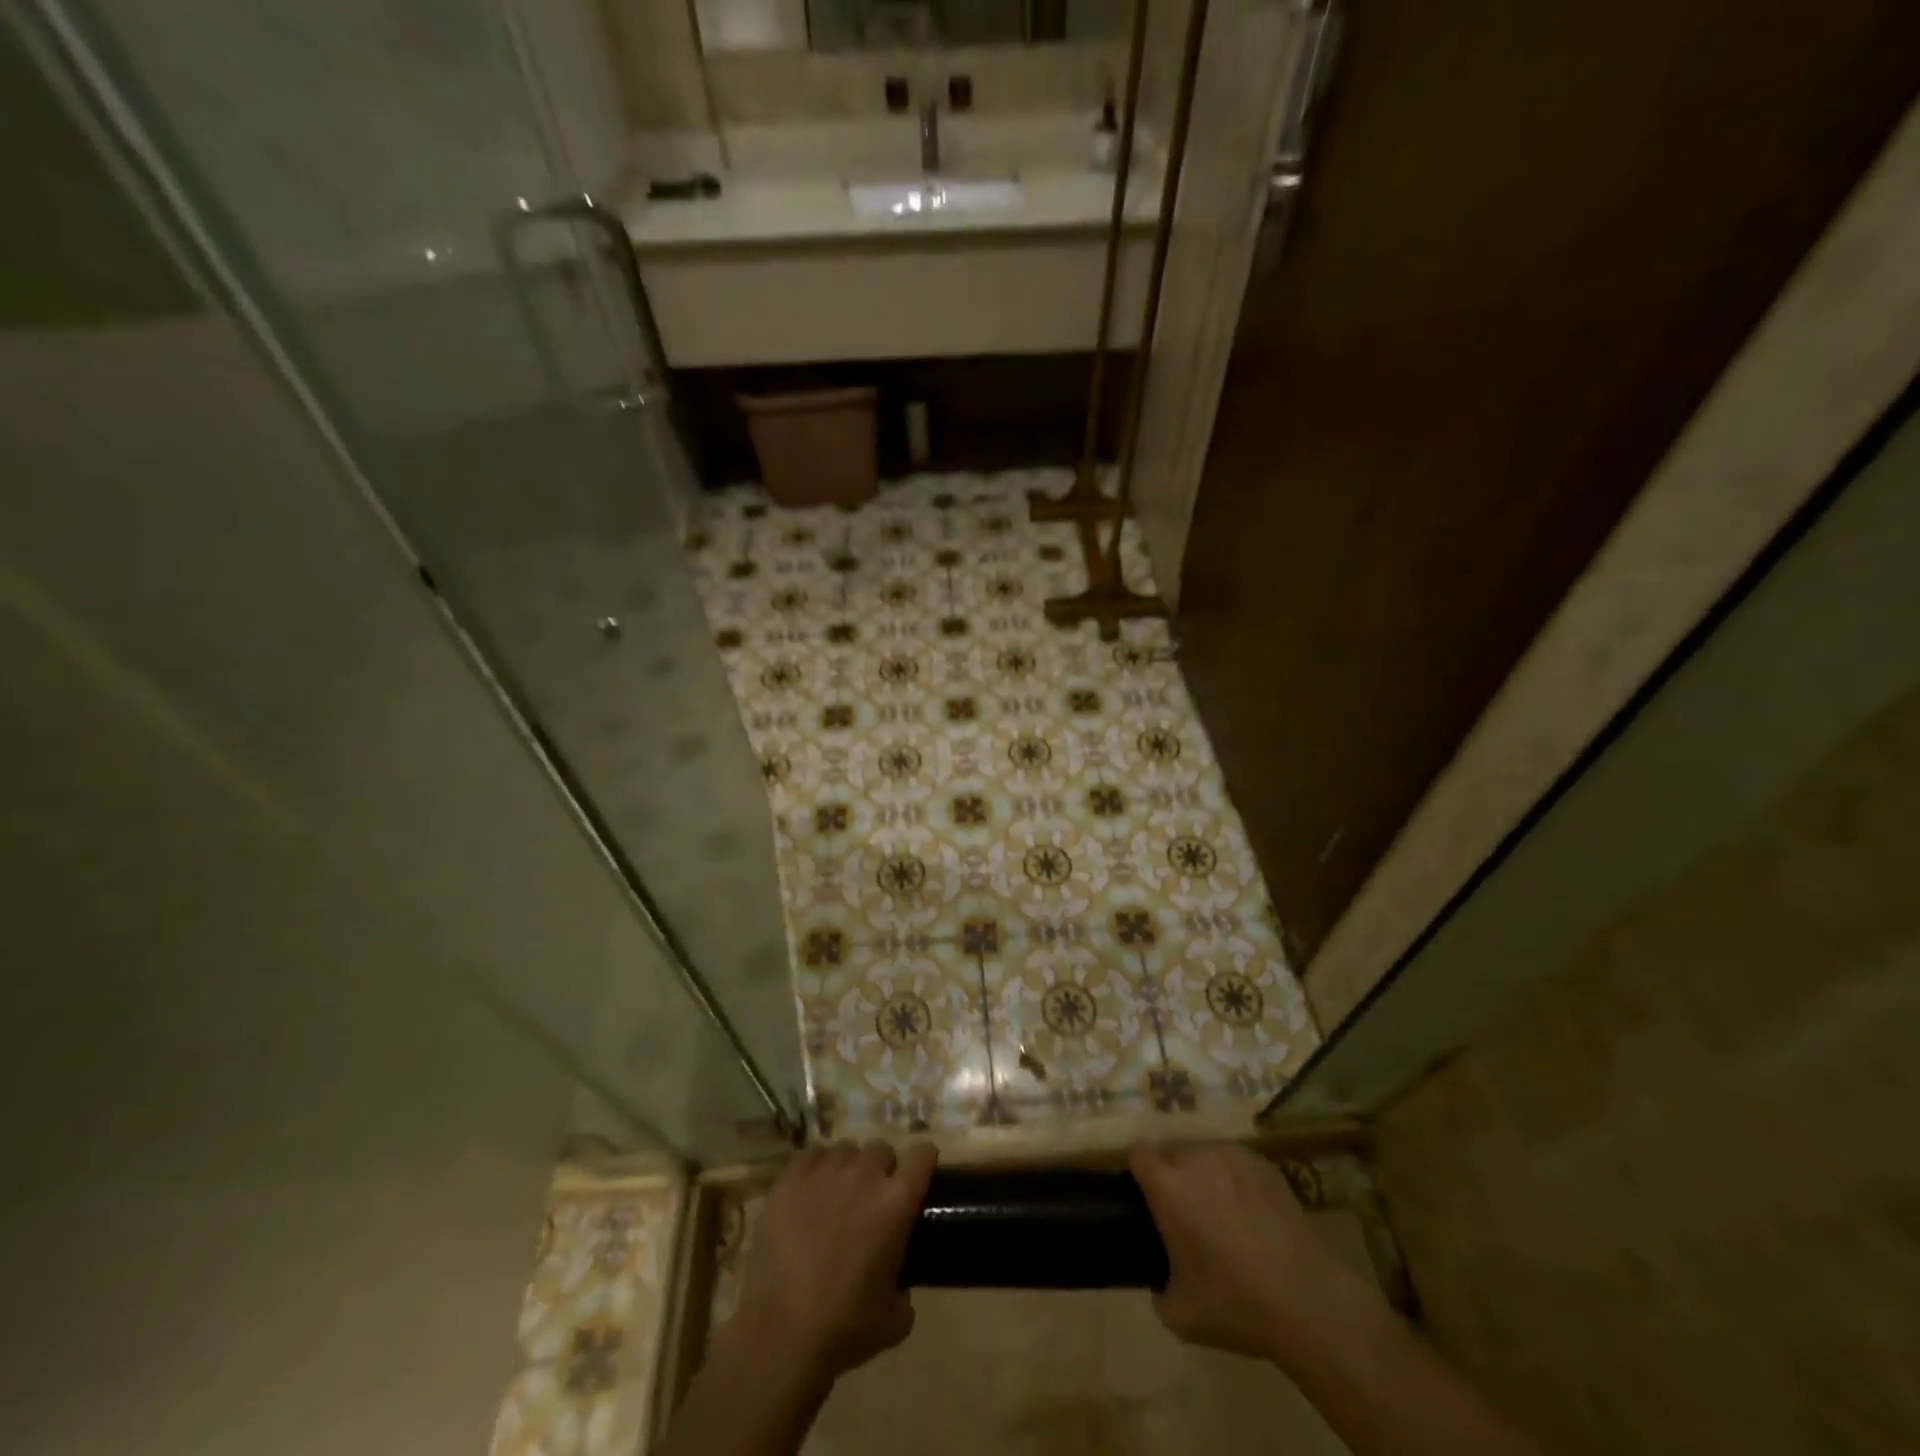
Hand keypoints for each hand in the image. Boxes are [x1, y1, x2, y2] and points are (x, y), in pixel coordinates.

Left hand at [729, 1141, 937, 1388]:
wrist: (782, 1334)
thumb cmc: (845, 1327)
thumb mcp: (894, 1320)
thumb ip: (905, 1291)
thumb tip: (900, 1286)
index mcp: (896, 1201)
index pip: (922, 1154)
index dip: (923, 1162)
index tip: (918, 1177)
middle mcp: (864, 1175)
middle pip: (881, 1149)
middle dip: (881, 1170)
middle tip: (872, 1200)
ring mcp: (824, 1173)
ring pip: (845, 1150)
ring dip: (848, 1169)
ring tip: (837, 1197)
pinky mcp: (789, 1180)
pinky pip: (810, 1157)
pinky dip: (815, 1170)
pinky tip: (809, 1195)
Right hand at [1131, 1140, 1368, 1366]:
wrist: (1308, 1301)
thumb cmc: (1236, 1304)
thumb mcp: (1180, 1314)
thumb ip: (1158, 1289)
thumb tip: (1160, 1280)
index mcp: (1169, 1186)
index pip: (1138, 1152)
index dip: (1139, 1171)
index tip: (1147, 1197)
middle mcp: (1197, 1159)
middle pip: (1172, 1152)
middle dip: (1173, 1176)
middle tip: (1186, 1215)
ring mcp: (1234, 1157)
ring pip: (1205, 1154)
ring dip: (1204, 1175)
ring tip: (1221, 1214)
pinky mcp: (1265, 1165)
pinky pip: (1236, 1162)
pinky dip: (1235, 1180)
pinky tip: (1252, 1215)